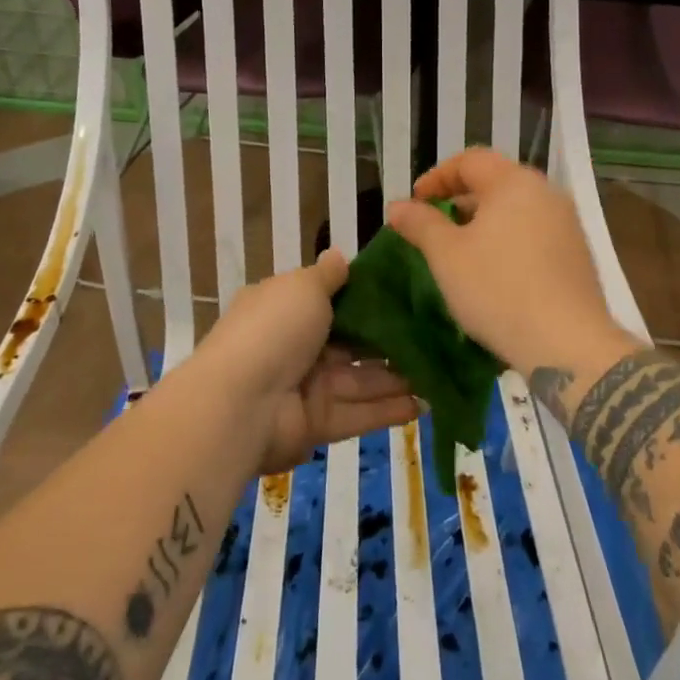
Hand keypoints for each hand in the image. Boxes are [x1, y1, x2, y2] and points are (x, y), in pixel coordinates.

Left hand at [197, 251, 420, 473]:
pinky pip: (359, 413)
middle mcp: (297, 347)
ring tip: (442, 370)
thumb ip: (327, 275)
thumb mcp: (302, 287)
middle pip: (353, 343)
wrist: (238, 405)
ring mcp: (307, 388)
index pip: (332, 300)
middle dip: (391, 341)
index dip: (368, 297)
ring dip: (399, 376)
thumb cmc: (273, 330)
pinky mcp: (317, 424)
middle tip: (437, 334)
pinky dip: (390, 410)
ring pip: (362, 380)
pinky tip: (427, 403)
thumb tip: (339, 255)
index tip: (408, 292)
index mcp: (287, 309)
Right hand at [386, 147, 641, 379]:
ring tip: (460, 250)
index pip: (470, 160)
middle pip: (496, 181)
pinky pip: (535, 232)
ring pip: (517, 208)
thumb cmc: (499, 290)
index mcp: (515, 182)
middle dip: (460, 198)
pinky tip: (494, 271)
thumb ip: (421, 224)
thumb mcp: (447, 256)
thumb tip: (398, 206)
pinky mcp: (577, 254)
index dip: (437, 177)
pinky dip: (508, 239)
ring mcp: (567, 223)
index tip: (415, 202)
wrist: (567, 344)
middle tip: (434, 225)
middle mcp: (546, 193)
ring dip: (484, 221)